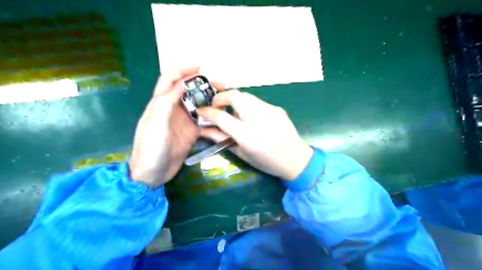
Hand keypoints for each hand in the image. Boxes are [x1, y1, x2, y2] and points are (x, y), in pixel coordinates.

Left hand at [128, 67, 225, 187]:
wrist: (152, 173)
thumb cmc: (150, 147)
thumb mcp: (156, 122)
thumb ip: (167, 100)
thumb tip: (182, 82)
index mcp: (161, 104)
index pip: (170, 80)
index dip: (182, 71)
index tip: (199, 68)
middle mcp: (173, 110)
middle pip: (189, 92)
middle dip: (203, 87)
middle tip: (220, 86)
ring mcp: (183, 122)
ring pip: (199, 108)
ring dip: (211, 104)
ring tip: (225, 103)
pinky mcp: (191, 134)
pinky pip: (204, 126)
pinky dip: (213, 126)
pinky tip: (222, 128)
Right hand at [196, 90, 312, 179]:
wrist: (296, 159)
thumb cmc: (267, 162)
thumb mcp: (242, 154)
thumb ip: (222, 139)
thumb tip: (205, 129)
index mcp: (247, 135)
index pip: (221, 117)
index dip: (207, 112)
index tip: (201, 111)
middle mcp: (258, 118)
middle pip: (234, 95)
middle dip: (220, 97)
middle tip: (217, 106)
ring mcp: (269, 110)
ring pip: (245, 95)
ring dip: (234, 100)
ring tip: (233, 112)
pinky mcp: (276, 108)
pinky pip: (257, 101)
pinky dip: (248, 105)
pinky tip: (250, 116)